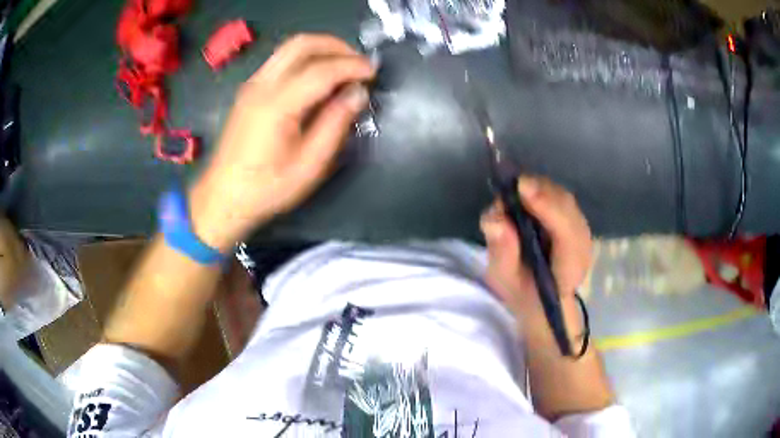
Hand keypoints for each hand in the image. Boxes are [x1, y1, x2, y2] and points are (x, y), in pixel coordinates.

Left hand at [190, 34, 375, 250]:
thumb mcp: (309, 165)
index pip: (321, 69)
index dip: (352, 66)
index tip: (373, 72)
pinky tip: (318, 76)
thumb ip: (335, 124)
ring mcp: (252, 85)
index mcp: (277, 105)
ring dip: (321, 48)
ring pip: (289, 47)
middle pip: (302, 44)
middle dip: (336, 46)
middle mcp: (262, 85)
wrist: (222, 197)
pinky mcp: (249, 90)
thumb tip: (357, 93)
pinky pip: (280, 60)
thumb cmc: (266, 188)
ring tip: (343, 66)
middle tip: (359, 63)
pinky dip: (305, 58)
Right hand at [480, 176, 592, 325]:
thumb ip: (503, 253)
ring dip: (538, 189)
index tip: (521, 188)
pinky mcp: (575, 221)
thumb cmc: (525, 294)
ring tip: (513, 191)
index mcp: (569, 268)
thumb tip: (496, 219)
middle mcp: (581, 244)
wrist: (545, 301)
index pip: (566, 233)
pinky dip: (541, 191)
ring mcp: (581, 230)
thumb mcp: (506, 280)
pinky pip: (560, 198)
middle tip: (509, 187)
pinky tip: (524, 196)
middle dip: (539, 191)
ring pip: (563, 198)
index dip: (547, 207)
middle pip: (566, 207)